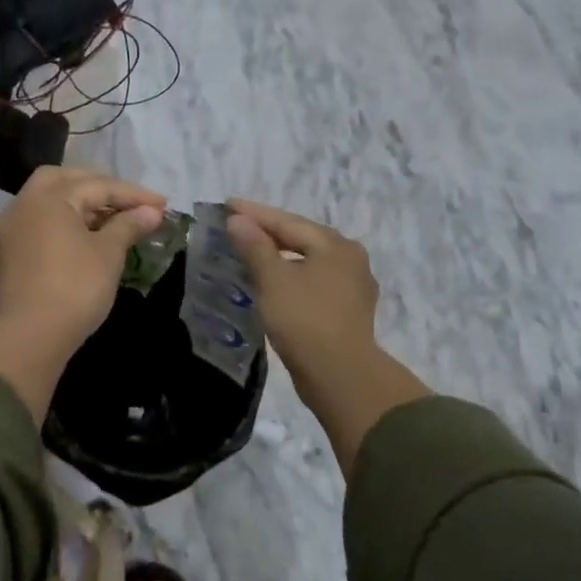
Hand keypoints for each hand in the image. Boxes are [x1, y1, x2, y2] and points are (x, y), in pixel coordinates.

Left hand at [0, 168, 166, 424]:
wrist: (31, 337)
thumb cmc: (75, 288)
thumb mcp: (108, 254)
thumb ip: (129, 225)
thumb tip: (151, 212)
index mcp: (50, 198)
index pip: (98, 186)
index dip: (133, 194)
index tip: (162, 205)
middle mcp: (25, 204)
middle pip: (65, 180)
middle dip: (99, 186)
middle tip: (128, 201)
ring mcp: (13, 227)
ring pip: (49, 200)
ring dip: (80, 202)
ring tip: (112, 218)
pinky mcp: (10, 250)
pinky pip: (40, 221)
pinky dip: (64, 219)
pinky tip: (86, 234)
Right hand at [225, 200, 379, 384]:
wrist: (341, 376)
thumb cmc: (305, 320)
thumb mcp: (273, 279)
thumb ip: (255, 246)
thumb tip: (238, 220)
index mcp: (335, 245)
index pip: (288, 221)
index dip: (255, 213)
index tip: (227, 204)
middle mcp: (350, 259)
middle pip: (301, 238)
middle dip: (268, 232)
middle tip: (237, 225)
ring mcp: (352, 286)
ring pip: (308, 261)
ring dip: (279, 255)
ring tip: (252, 252)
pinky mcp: (348, 311)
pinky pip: (313, 282)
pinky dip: (291, 276)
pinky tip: (275, 283)